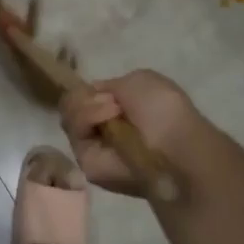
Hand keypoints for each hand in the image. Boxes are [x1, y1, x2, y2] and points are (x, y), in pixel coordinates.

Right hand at [59, 69, 209, 197]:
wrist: (175, 146)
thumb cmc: (164, 110)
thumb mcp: (140, 80)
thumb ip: (110, 85)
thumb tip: (93, 97)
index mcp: (115, 111)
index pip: (83, 97)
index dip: (88, 90)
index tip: (106, 91)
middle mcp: (101, 129)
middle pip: (71, 105)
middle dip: (88, 97)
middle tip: (114, 103)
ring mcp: (91, 147)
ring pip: (68, 116)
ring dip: (89, 106)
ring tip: (115, 111)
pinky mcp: (85, 163)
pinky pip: (73, 131)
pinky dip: (87, 118)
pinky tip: (108, 120)